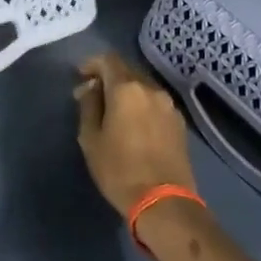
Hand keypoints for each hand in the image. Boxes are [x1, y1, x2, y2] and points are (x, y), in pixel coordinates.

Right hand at [75, 53, 196, 218]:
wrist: (164, 201)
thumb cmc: (119, 169)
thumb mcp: (91, 138)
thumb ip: (89, 106)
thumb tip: (90, 88)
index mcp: (127, 89)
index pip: (108, 59)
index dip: (92, 64)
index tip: (80, 77)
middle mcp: (151, 89)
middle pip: (127, 70)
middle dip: (109, 77)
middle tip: (93, 94)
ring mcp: (169, 105)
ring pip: (143, 86)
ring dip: (126, 91)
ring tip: (113, 111)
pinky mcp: (179, 123)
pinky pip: (155, 103)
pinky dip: (141, 104)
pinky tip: (133, 124)